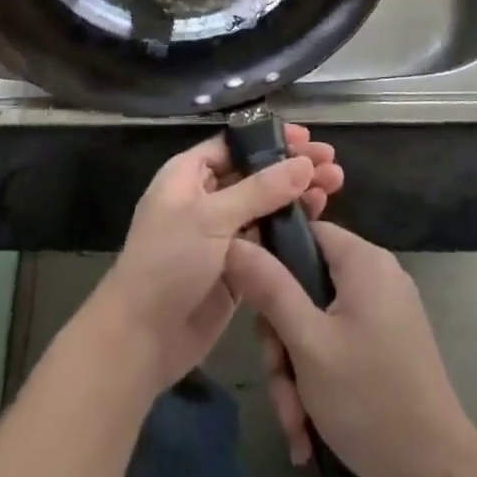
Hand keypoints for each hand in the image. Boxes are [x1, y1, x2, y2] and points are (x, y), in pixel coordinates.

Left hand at [84, 126, 342, 396]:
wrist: (141, 339)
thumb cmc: (168, 263)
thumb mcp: (211, 218)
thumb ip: (260, 190)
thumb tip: (304, 163)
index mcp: (188, 175)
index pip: (234, 145)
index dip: (270, 139)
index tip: (307, 138)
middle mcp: (205, 199)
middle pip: (255, 174)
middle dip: (292, 168)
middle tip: (332, 165)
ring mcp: (220, 235)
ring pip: (265, 207)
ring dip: (297, 196)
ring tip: (335, 187)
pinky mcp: (235, 268)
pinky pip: (266, 240)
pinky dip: (290, 230)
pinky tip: (319, 222)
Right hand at [225, 221, 476, 476]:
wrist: (438, 475)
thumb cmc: (368, 398)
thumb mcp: (307, 343)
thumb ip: (270, 288)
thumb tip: (234, 242)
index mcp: (363, 261)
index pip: (304, 233)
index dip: (270, 259)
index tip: (248, 301)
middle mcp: (376, 277)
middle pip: (306, 287)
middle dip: (282, 341)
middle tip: (278, 383)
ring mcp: (385, 314)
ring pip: (318, 325)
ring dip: (296, 372)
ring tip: (294, 422)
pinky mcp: (388, 347)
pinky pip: (339, 347)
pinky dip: (320, 382)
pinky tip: (308, 429)